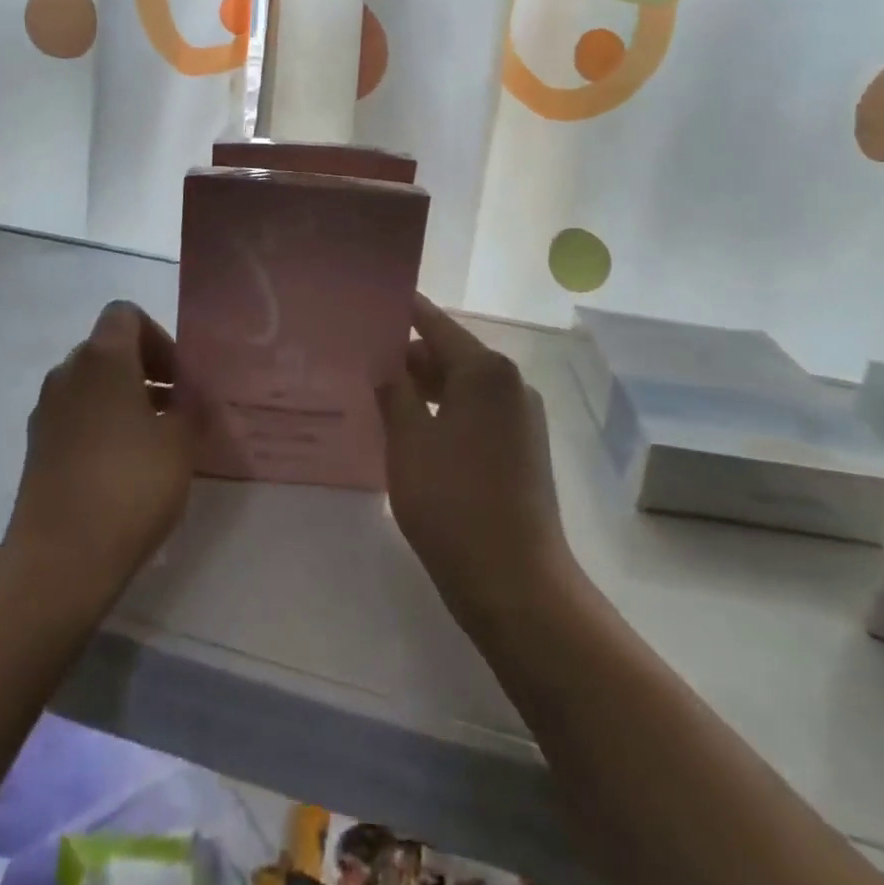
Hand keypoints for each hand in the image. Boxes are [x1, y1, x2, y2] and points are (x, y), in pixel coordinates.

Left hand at [6, 301, 196, 595]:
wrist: (60, 558)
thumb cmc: (130, 485)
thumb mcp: (180, 442)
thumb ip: (191, 406)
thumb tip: (191, 394)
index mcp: (102, 358)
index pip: (126, 314)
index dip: (159, 337)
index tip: (180, 378)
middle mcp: (67, 373)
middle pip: (109, 349)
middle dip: (146, 370)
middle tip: (176, 408)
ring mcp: (46, 411)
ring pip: (92, 385)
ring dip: (125, 399)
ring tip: (156, 440)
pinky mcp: (36, 447)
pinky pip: (76, 416)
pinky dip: (102, 424)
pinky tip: (125, 467)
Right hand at [378, 295, 572, 614]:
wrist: (516, 582)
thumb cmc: (453, 503)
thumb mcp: (409, 442)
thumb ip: (394, 393)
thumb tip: (386, 365)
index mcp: (485, 371)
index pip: (435, 324)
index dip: (402, 311)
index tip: (369, 302)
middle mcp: (510, 384)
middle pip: (451, 353)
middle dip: (408, 355)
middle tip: (361, 358)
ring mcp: (521, 417)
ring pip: (463, 386)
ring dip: (424, 387)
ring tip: (378, 393)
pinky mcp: (523, 448)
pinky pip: (476, 413)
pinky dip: (445, 411)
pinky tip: (411, 429)